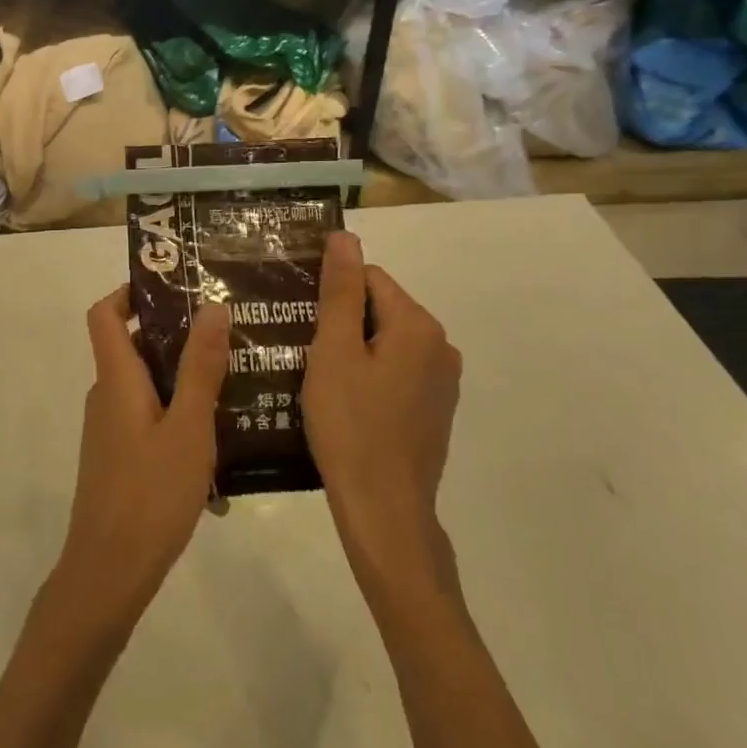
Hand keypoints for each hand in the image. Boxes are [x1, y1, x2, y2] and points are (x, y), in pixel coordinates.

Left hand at [53, 289, 229, 632]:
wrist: (109, 573)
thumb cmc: (150, 494)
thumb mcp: (189, 428)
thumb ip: (201, 368)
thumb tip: (211, 306)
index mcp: (117, 379)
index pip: (104, 314)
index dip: (130, 292)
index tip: (174, 286)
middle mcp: (107, 396)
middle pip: (133, 346)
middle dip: (176, 335)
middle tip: (226, 331)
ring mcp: (111, 429)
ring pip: (147, 385)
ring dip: (183, 377)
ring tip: (234, 378)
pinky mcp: (120, 458)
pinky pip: (149, 417)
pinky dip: (178, 413)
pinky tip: (219, 436)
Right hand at [301, 232, 462, 604]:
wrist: (384, 511)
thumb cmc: (350, 425)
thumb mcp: (333, 352)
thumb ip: (340, 290)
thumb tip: (345, 236)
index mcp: (418, 325)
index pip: (368, 278)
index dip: (331, 294)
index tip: (303, 321)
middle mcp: (442, 345)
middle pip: (380, 309)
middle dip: (343, 322)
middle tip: (306, 353)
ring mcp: (444, 380)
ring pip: (387, 342)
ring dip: (355, 350)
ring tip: (320, 378)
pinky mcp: (436, 408)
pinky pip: (398, 371)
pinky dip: (372, 376)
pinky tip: (347, 404)